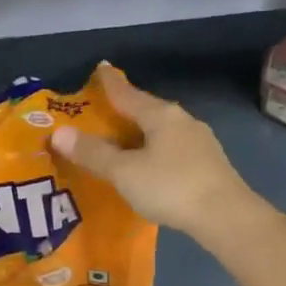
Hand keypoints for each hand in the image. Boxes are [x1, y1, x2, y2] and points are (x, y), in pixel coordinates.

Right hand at [49, 64, 254, 237]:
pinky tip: (150, 165)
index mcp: (161, 115)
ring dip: (141, 133)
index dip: (110, 83)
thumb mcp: (124, 172)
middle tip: (103, 111)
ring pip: (162, 130)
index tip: (101, 68)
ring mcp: (200, 142)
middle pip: (147, 110)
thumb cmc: (171, 187)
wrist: (227, 217)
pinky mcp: (209, 164)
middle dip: (125, 110)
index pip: (128, 93)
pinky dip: (155, 151)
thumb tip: (59, 132)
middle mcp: (182, 120)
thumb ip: (93, 153)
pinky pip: (173, 148)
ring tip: (122, 141)